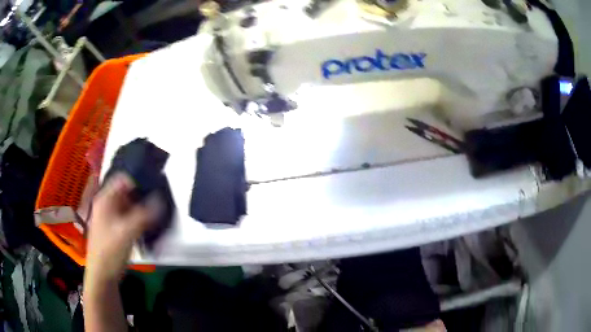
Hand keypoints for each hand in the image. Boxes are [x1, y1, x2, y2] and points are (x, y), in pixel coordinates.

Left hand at [86, 173, 161, 281]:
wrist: (103, 275)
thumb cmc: (110, 251)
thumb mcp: (127, 232)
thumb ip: (144, 215)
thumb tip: (161, 199)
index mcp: (105, 199)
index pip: (123, 178)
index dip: (138, 180)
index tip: (153, 188)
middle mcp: (107, 204)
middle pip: (127, 192)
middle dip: (142, 196)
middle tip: (159, 202)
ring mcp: (111, 217)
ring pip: (129, 206)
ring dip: (142, 209)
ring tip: (157, 215)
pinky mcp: (116, 229)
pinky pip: (129, 218)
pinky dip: (139, 220)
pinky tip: (149, 227)